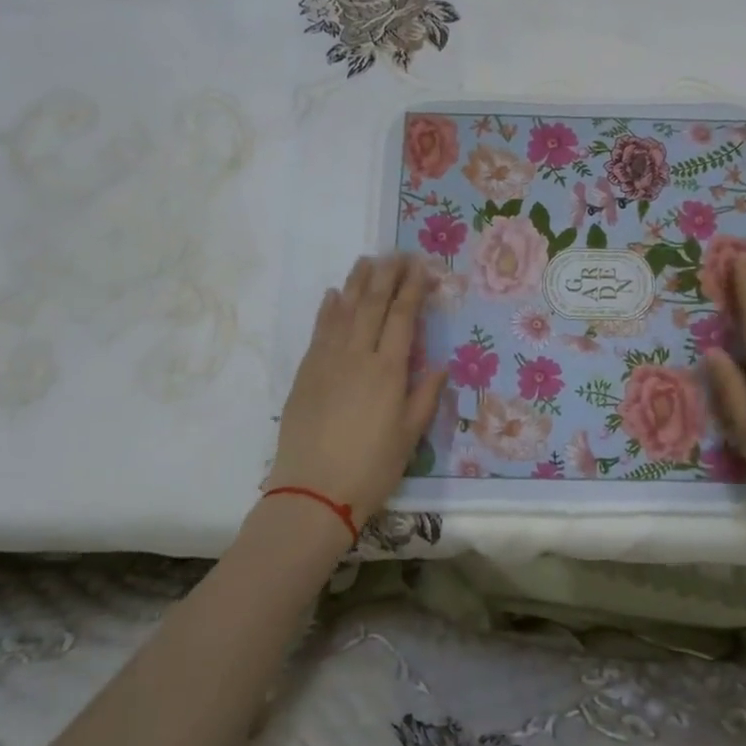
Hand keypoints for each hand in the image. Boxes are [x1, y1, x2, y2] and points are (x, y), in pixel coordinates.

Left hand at [268, 255, 446, 527]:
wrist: (312, 492)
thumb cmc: (371, 468)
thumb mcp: (410, 436)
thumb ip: (425, 395)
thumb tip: (440, 364)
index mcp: (388, 371)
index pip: (402, 317)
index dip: (412, 289)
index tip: (420, 266)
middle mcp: (357, 356)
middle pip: (373, 305)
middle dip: (387, 275)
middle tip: (397, 253)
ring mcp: (327, 361)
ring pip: (343, 310)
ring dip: (357, 283)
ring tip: (367, 260)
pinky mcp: (305, 372)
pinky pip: (319, 330)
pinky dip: (328, 309)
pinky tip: (333, 294)